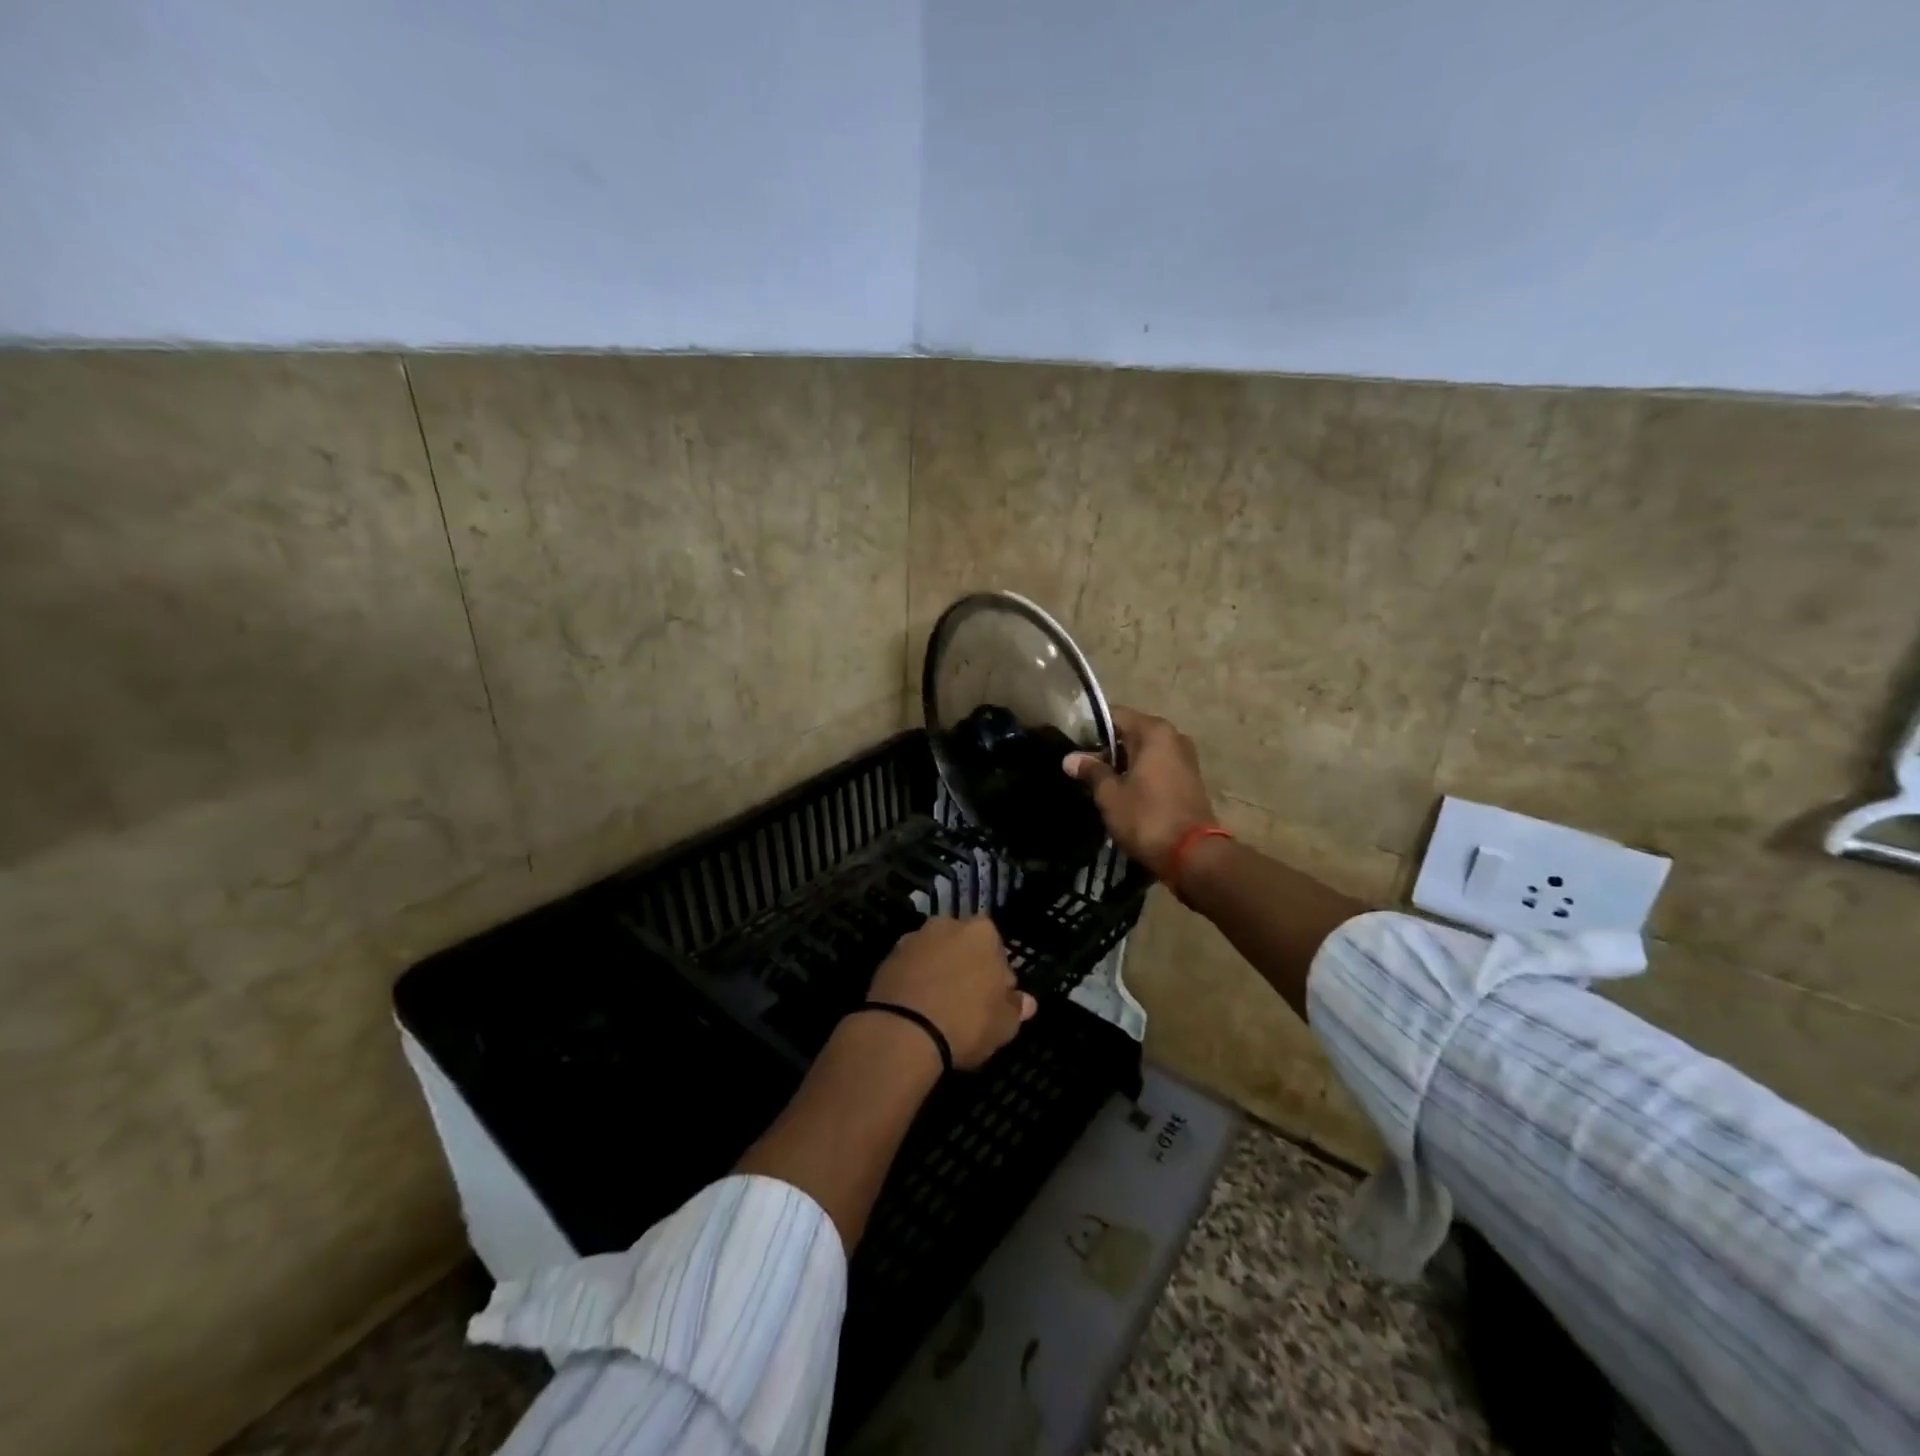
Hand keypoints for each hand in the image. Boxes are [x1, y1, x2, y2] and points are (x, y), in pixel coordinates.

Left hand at [868, 916, 1036, 1069]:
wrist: (902, 1031)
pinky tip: (916, 1008)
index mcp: (982, 932)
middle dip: (966, 966)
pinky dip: (914, 981)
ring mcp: (914, 938)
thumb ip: (1016, 1008)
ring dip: (938, 971)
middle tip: (967, 1002)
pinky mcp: (887, 957)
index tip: (994, 999)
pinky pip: (910, 967)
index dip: (997, 975)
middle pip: (963, 945)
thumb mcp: (1003, 1025)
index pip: (997, 949)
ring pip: (934, 954)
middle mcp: (947, 925)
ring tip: (938, 1007)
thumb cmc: (965, 1022)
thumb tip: (1026, 1002)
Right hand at [1063, 707, 1217, 878]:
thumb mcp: (1110, 795)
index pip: (1115, 716)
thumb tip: (1070, 758)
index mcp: (1154, 732)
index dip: (1091, 730)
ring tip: (1098, 783)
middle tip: (1082, 769)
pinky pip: (1157, 768)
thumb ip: (1092, 771)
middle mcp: (1174, 737)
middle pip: (1131, 733)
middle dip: (1106, 749)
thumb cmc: (1146, 818)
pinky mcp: (1190, 780)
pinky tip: (1123, 793)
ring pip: (1144, 753)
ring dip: (1123, 765)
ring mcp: (1185, 759)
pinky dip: (1140, 776)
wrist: (1193, 855)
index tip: (1073, 746)